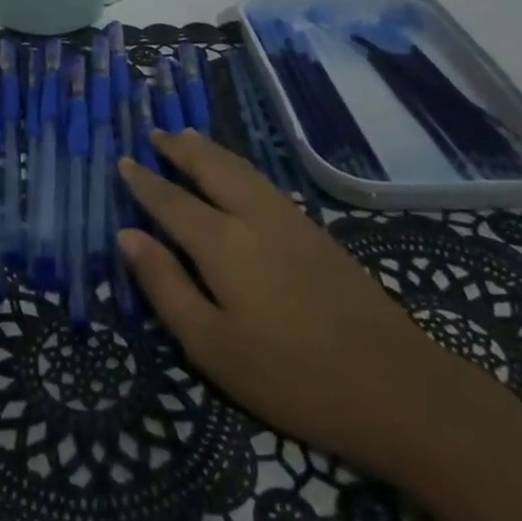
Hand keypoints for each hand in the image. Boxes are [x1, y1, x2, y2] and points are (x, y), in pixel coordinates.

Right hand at [118, 130, 470, 478]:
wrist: (398, 387)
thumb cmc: (292, 376)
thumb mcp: (212, 346)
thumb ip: (166, 286)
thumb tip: (127, 236)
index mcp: (222, 242)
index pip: (171, 200)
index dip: (144, 181)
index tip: (123, 161)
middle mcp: (253, 216)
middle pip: (210, 167)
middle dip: (180, 149)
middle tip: (156, 133)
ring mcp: (290, 221)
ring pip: (241, 169)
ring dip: (210, 150)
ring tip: (189, 137)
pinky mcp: (317, 233)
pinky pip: (263, 181)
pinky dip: (238, 165)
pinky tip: (238, 174)